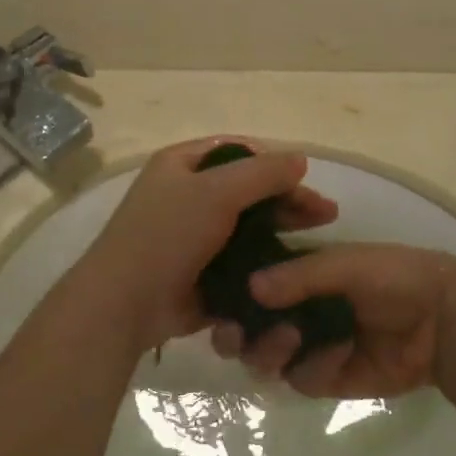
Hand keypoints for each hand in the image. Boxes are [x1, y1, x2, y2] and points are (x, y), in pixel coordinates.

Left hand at [72, 138, 337, 355]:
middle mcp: (186, 195)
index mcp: (181, 165)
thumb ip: (261, 173)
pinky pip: (240, 260)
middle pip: (247, 191)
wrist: (127, 303)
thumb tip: (300, 159)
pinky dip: (265, 262)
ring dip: (281, 232)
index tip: (306, 180)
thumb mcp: (216, 192)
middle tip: (328, 215)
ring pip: (247, 227)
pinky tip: (295, 270)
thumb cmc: (167, 235)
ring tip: (318, 242)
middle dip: (287, 200)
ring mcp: (193, 236)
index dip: (273, 162)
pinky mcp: (201, 272)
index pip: (237, 153)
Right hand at [213, 243, 453, 397]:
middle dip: (235, 335)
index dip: (226, 299)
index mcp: (290, 277)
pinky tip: (341, 351)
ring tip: (293, 337)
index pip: (243, 289)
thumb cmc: (392, 275)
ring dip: (270, 350)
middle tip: (235, 333)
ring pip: (265, 360)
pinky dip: (316, 367)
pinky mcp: (327, 378)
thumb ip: (298, 276)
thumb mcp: (345, 264)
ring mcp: (307, 348)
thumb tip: (250, 288)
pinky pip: (302, 380)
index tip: (214, 305)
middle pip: (244, 332)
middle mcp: (290, 313)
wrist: (442, 318)